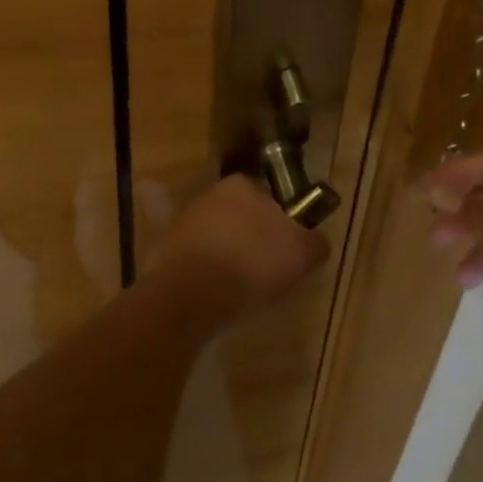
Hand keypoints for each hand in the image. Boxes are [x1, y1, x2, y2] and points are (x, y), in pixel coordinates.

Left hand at [153, 175, 329, 323]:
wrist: (190, 296)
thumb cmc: (252, 264)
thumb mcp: (302, 254)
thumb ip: (315, 242)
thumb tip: (316, 241)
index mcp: (242, 184)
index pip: (269, 197)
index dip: (282, 224)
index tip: (287, 251)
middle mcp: (210, 194)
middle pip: (243, 217)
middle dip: (254, 240)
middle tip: (269, 272)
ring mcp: (184, 221)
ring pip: (219, 238)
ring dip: (230, 257)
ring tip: (243, 290)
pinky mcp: (166, 251)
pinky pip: (198, 261)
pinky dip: (209, 275)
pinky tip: (218, 296)